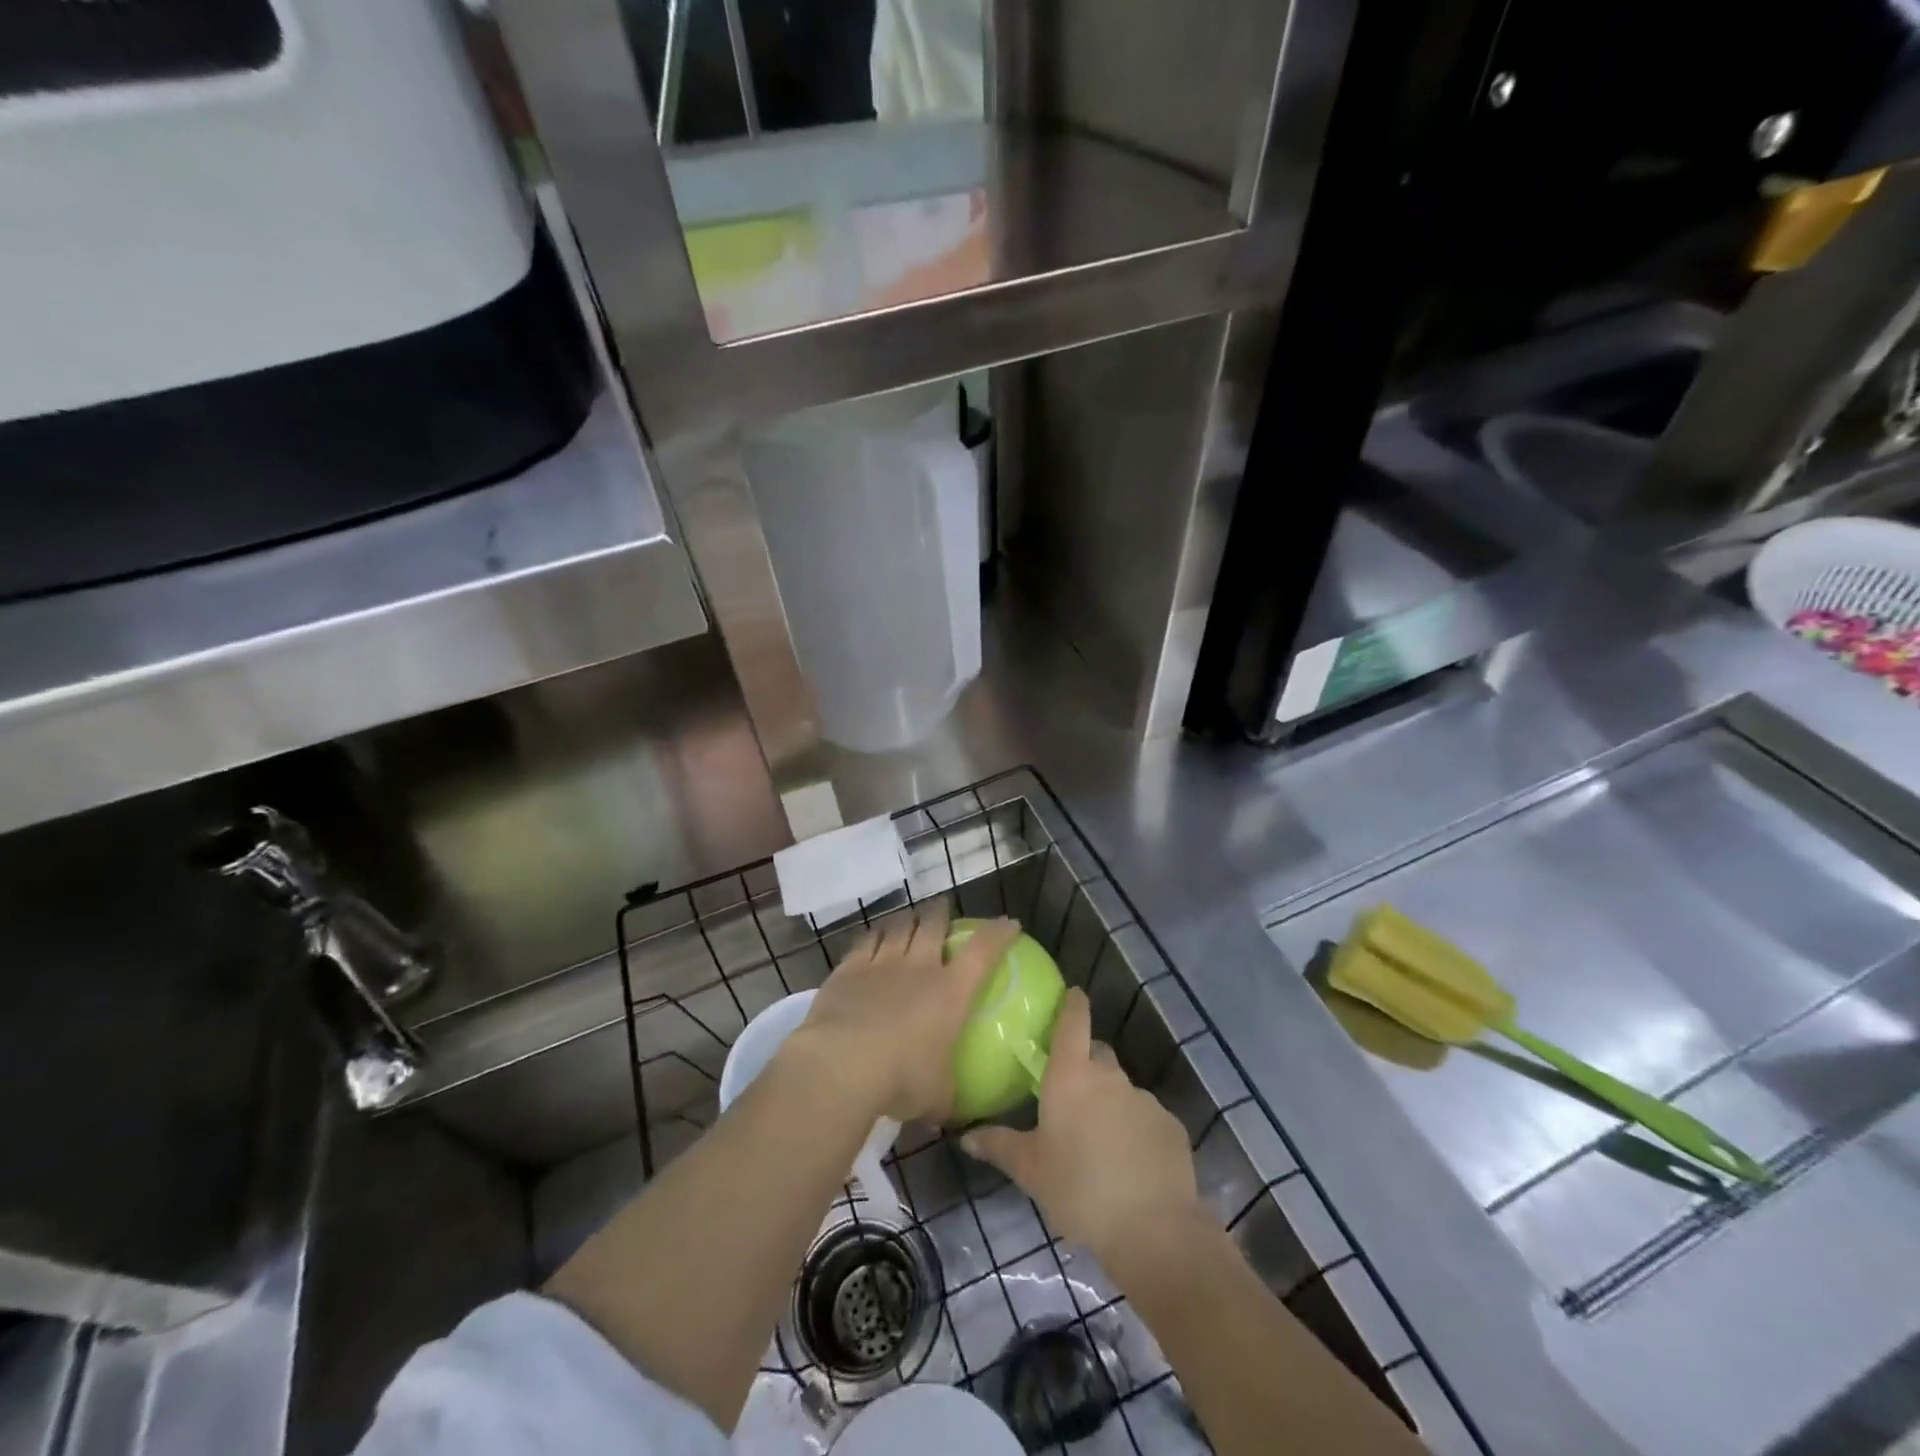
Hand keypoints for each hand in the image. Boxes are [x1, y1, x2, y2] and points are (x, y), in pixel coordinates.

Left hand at [788, 902, 1020, 1124]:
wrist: (841, 1066)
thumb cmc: (901, 1081)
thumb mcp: (937, 1097)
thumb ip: (949, 1097)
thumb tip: (954, 1113)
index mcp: (950, 992)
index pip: (983, 951)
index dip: (999, 934)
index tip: (1009, 924)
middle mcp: (919, 967)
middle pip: (934, 925)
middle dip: (941, 913)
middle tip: (943, 909)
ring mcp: (882, 963)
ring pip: (899, 927)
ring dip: (908, 919)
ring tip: (910, 918)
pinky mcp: (849, 969)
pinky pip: (866, 941)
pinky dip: (875, 934)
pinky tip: (875, 936)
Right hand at [962, 988, 1204, 1265]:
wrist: (1153, 1229)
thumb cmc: (1079, 1190)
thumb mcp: (1031, 1171)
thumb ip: (999, 1146)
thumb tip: (965, 1135)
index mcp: (1071, 1076)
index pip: (1073, 1022)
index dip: (1073, 1004)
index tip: (1073, 994)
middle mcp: (1109, 1077)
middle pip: (1097, 1055)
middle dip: (1086, 1065)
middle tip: (1071, 1095)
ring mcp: (1144, 1100)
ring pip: (1122, 1090)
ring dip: (1110, 1103)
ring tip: (1099, 1142)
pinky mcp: (1171, 1127)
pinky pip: (1146, 1118)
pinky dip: (1136, 1131)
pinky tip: (1129, 1164)